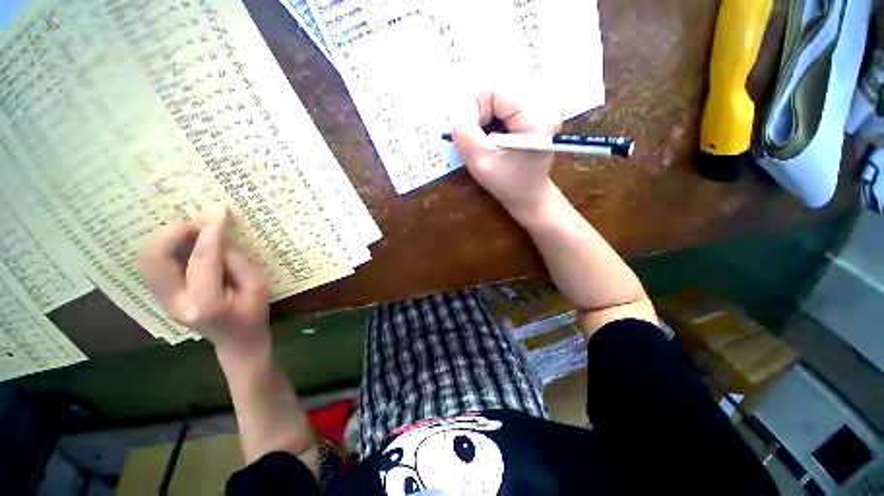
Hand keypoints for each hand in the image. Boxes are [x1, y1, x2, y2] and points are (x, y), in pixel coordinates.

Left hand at [137, 207, 269, 352]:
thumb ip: (236, 262)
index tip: (220, 212)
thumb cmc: (254, 314)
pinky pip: (154, 264)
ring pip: (148, 259)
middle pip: (156, 258)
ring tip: (192, 228)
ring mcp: (163, 300)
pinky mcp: (162, 296)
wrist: (236, 340)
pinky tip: (186, 241)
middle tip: (199, 220)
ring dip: (167, 237)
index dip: (211, 233)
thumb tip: (217, 238)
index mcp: (206, 303)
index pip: (202, 260)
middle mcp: (175, 302)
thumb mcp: (258, 286)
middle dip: (175, 231)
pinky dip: (166, 246)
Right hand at [451, 88, 561, 215]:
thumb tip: (453, 116)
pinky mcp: (534, 109)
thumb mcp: (482, 165)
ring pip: (499, 93)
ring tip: (489, 139)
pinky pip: (504, 101)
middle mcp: (543, 102)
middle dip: (481, 112)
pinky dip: (493, 116)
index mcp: (535, 116)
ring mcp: (540, 104)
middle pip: (497, 88)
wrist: (530, 194)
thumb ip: (466, 138)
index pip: (495, 89)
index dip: (476, 110)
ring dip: (486, 114)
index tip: (476, 137)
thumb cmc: (509, 184)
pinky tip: (496, 135)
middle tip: (481, 138)